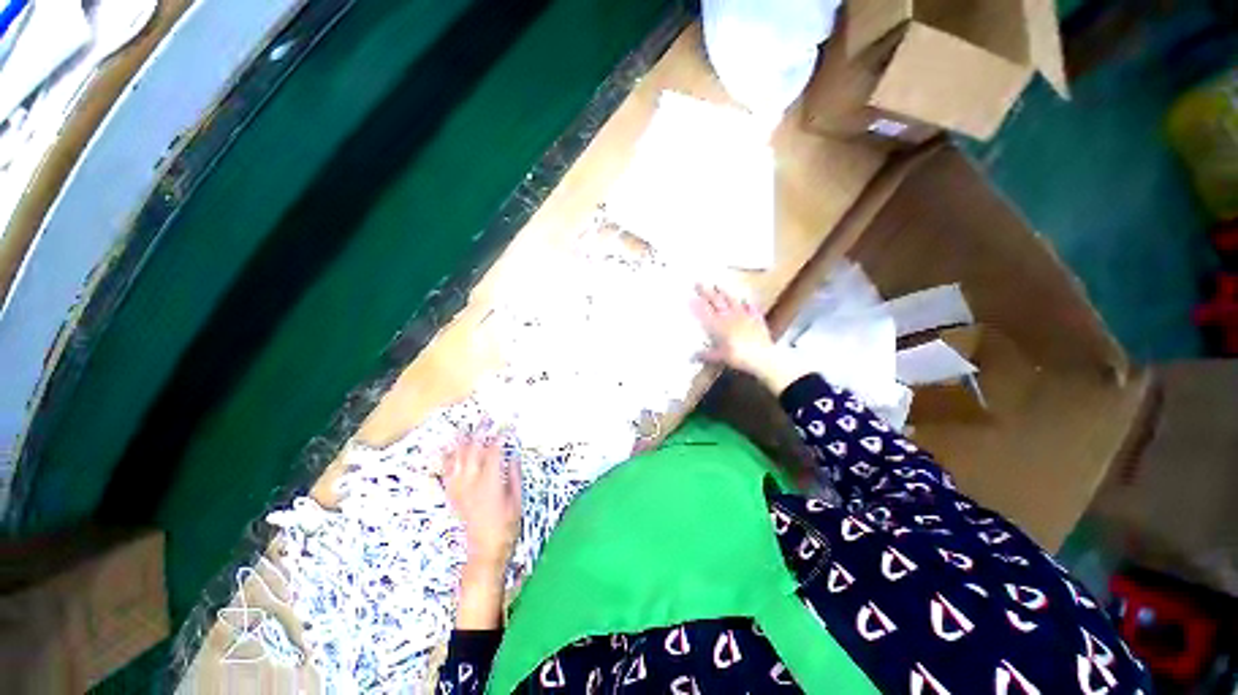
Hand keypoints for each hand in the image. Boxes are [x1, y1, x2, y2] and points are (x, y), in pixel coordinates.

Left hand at [443, 436, 521, 628]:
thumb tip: (512, 454)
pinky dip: (447, 459)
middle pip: (473, 451)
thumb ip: (513, 474)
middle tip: (486, 419)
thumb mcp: (517, 498)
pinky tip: (448, 450)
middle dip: (479, 432)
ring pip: (457, 460)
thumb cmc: (506, 524)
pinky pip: (446, 473)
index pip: (493, 451)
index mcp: (490, 482)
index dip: (499, 437)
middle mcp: (472, 482)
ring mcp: (460, 489)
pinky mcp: (453, 495)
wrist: (485, 549)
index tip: (506, 426)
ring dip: (461, 442)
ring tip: (465, 428)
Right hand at [691, 284, 803, 392]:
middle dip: (706, 292)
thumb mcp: (719, 357)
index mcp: (719, 326)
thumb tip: (692, 356)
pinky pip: (751, 309)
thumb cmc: (739, 356)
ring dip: (725, 293)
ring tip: (718, 285)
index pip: (704, 312)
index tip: (689, 297)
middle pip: (716, 302)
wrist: (763, 356)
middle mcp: (730, 317)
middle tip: (698, 283)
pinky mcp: (756, 319)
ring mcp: (744, 316)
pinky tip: (747, 300)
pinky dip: (748, 304)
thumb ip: (705, 355)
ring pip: (732, 301)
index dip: (696, 305)